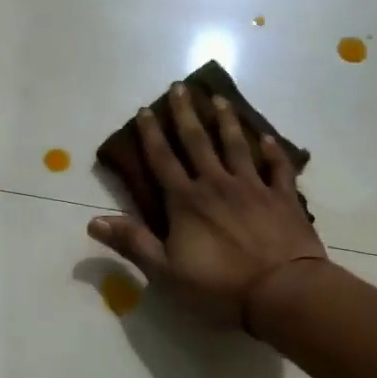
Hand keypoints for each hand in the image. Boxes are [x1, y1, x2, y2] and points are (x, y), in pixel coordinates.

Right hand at [88, 84, 328, 328]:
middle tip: (180, 87)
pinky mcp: (283, 198)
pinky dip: (273, 151)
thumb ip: (133, 243)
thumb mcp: (166, 271)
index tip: (145, 109)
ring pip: (237, 145)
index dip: (151, 134)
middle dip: (186, 113)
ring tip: (219, 98)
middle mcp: (217, 184)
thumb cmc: (219, 285)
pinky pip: (277, 168)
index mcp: (186, 201)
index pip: (163, 160)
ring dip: (226, 121)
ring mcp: (253, 187)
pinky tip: (269, 138)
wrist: (282, 291)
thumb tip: (93, 222)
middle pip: (198, 142)